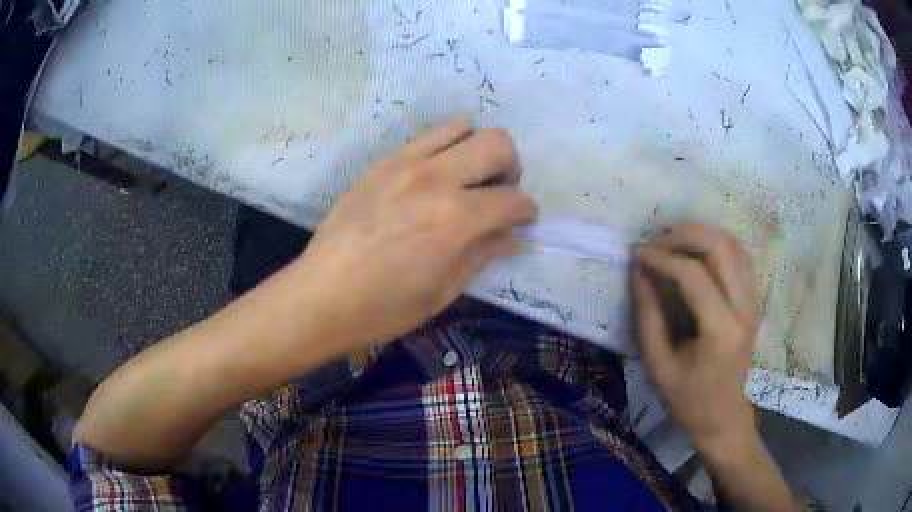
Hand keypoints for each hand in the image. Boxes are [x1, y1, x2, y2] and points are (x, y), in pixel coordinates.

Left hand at [296, 117, 537, 347]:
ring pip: (464, 127)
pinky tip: (440, 171)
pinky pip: (428, 135)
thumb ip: (482, 254)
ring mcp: (406, 163)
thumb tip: (512, 236)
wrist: (322, 295)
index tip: (522, 223)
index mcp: (456, 219)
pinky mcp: (384, 161)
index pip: (513, 200)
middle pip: (498, 143)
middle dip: (511, 168)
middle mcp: (436, 178)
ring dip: (479, 149)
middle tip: (499, 193)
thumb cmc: (384, 307)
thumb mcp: (444, 290)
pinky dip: (447, 144)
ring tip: (470, 176)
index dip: (526, 212)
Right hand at [632, 223, 759, 453]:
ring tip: (672, 238)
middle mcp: (744, 308)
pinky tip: (698, 248)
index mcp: (721, 330)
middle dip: (684, 234)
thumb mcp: (658, 365)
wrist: (723, 415)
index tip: (637, 253)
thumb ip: (648, 316)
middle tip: (655, 238)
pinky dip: (718, 243)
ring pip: (733, 244)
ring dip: (701, 233)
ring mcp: (753, 301)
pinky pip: (740, 256)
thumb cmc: (688, 399)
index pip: (693, 275)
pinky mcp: (754, 300)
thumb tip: (639, 271)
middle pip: (719, 247)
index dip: (662, 257)